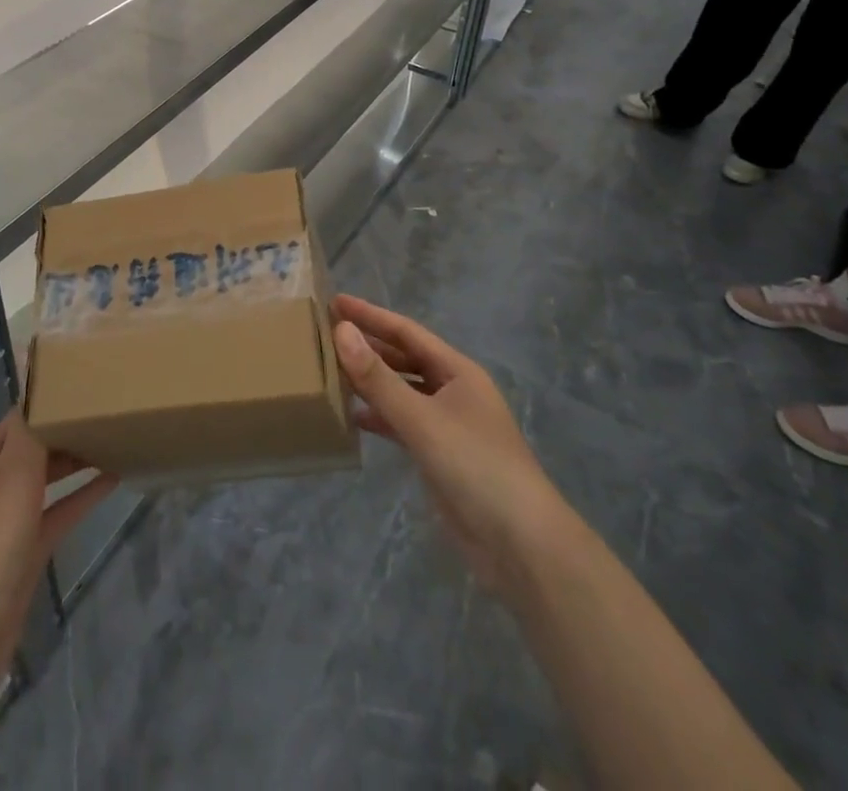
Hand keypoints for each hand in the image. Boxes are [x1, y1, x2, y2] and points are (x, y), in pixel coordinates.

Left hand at [0, 413, 114, 701]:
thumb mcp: (12, 473)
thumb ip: (30, 431)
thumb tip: (39, 390)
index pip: (22, 414)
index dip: (51, 397)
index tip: (89, 381)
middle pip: (38, 443)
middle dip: (69, 426)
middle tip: (112, 407)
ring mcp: (12, 517)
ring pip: (51, 476)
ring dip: (79, 458)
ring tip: (117, 437)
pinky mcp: (28, 550)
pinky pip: (61, 511)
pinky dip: (84, 495)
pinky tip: (114, 479)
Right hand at [331, 294, 556, 592]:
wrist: (521, 545)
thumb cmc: (475, 466)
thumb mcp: (422, 418)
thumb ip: (378, 378)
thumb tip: (341, 331)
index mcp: (458, 371)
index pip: (406, 332)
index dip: (370, 315)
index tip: (334, 301)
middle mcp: (454, 391)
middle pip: (404, 359)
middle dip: (369, 346)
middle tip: (326, 334)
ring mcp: (448, 425)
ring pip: (402, 391)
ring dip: (371, 381)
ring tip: (331, 371)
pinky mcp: (441, 456)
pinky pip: (403, 423)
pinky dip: (380, 417)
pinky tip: (353, 417)